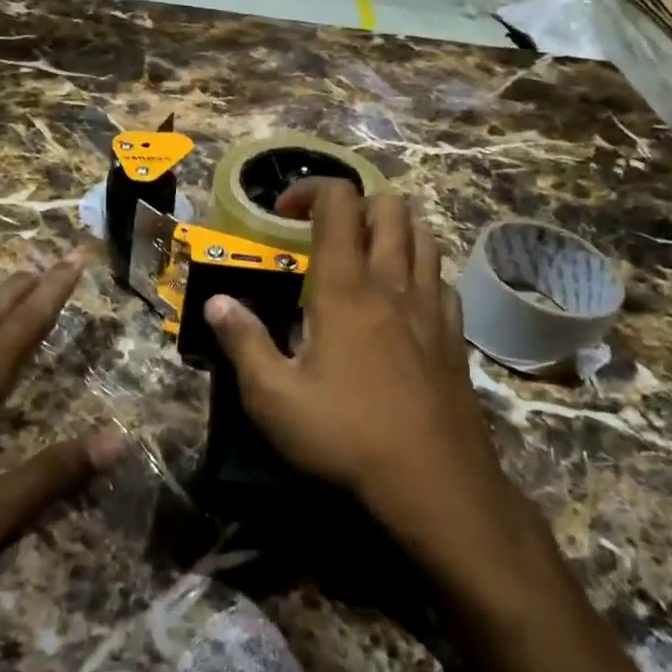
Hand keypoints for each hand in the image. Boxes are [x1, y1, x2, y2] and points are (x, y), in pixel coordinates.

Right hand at [205, 182, 541, 599]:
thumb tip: (217, 303)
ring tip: (363, 255)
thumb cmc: (346, 436)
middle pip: (389, 206)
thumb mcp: (274, 398)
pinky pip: (441, 277)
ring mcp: (432, 306)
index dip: (310, 190)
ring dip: (392, 228)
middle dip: (354, 203)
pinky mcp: (455, 333)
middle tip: (324, 233)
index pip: (339, 202)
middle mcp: (393, 282)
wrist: (435, 481)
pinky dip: (419, 269)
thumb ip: (243, 343)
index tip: (282, 212)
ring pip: (423, 234)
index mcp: (346, 287)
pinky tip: (401, 300)